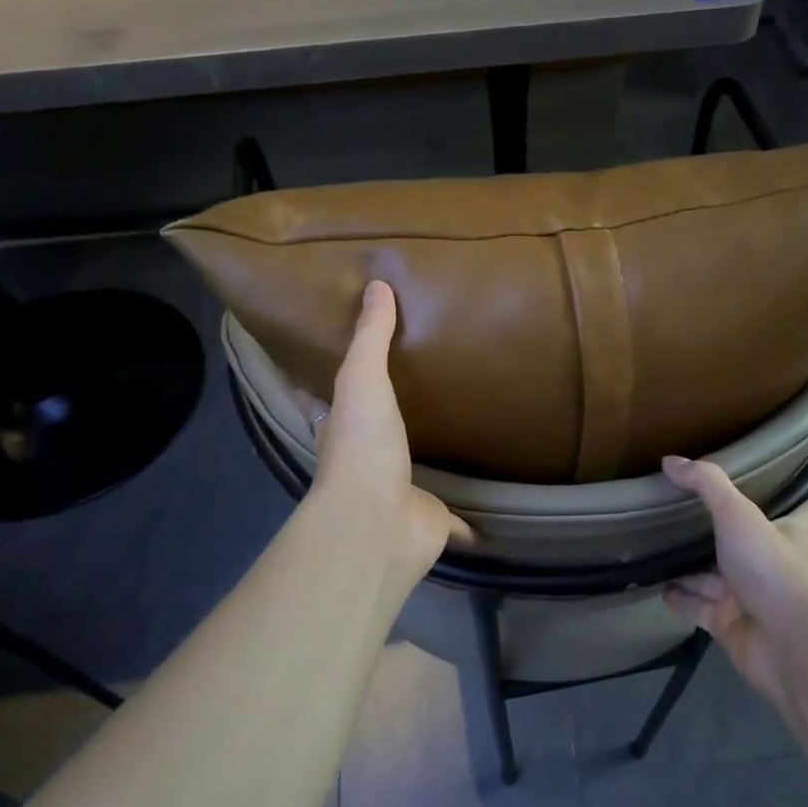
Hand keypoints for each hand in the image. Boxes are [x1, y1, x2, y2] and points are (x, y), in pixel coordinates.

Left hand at [302, 280, 470, 574]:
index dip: (322, 391)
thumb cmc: (362, 446)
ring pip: (412, 476)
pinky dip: (466, 521)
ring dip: (424, 464)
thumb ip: (370, 338)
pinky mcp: (429, 521)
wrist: (377, 521)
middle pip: (370, 438)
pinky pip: (455, 520)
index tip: (333, 369)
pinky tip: (485, 514)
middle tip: (409, 395)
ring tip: (451, 438)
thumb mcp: (362, 380)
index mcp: (340, 432)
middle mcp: (365, 464)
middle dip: (382, 423)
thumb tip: (375, 285)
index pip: (323, 406)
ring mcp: (397, 495)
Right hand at [660, 456, 807, 711]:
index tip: (783, 492)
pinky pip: (699, 607)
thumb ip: (706, 485)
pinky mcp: (730, 625)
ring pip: (716, 578)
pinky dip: (681, 598)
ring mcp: (751, 598)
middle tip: (689, 514)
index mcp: (790, 536)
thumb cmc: (772, 569)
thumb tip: (670, 460)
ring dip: (693, 568)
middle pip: (749, 545)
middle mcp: (773, 566)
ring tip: (659, 548)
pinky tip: (657, 587)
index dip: (796, 504)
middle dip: (725, 534)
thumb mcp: (738, 514)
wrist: (789, 644)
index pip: (801, 516)